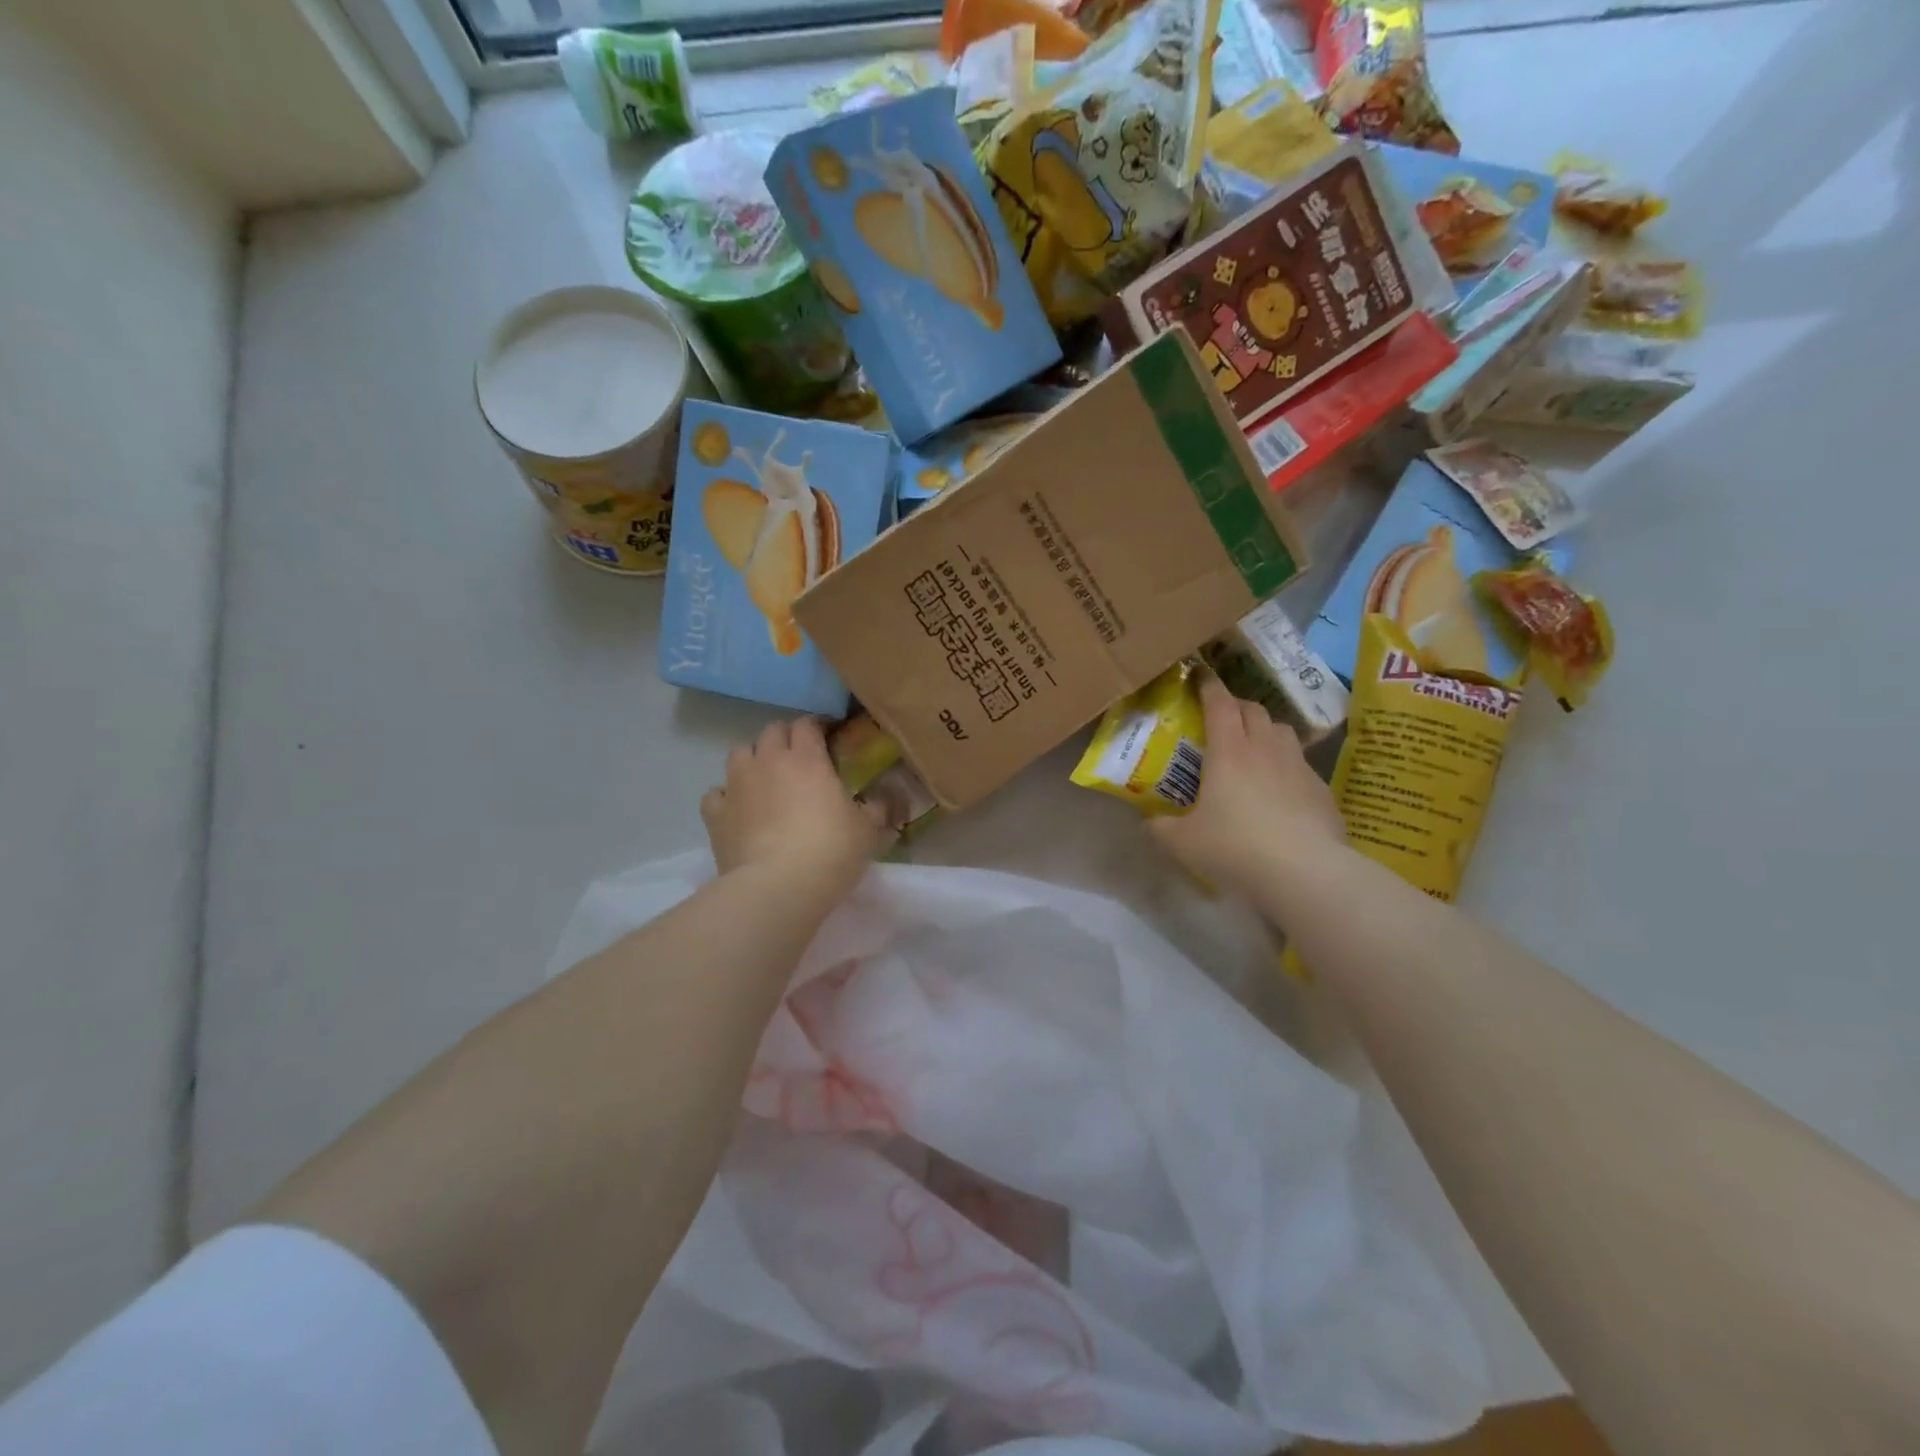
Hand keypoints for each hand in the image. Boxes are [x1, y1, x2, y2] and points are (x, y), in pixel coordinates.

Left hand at [701, 718, 893, 896]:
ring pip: (740, 753)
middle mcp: (769, 761)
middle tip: (799, 759)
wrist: (778, 887)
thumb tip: (882, 801)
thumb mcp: (868, 830)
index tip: (828, 738)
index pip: (807, 724)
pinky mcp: (715, 814)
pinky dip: (727, 797)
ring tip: (766, 780)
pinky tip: (738, 810)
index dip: (817, 727)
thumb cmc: (831, 852)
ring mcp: (737, 785)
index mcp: (808, 759)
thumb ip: (876, 809)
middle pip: (771, 731)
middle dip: (785, 738)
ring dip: (753, 760)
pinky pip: (717, 793)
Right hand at [1149, 670, 1344, 899]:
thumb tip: (1148, 822)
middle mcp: (1264, 749)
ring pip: (1282, 731)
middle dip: (1236, 706)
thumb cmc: (1236, 849)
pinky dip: (1286, 765)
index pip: (1219, 703)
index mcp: (1228, 752)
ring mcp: (1298, 766)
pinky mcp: (1320, 789)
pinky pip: (1301, 763)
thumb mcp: (1183, 843)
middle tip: (1221, 718)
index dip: (1208, 686)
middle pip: (1253, 710)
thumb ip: (1160, 828)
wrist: (1305, 873)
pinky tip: (1280, 789)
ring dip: (1265, 730)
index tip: (1199, 676)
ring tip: (1253, 747)